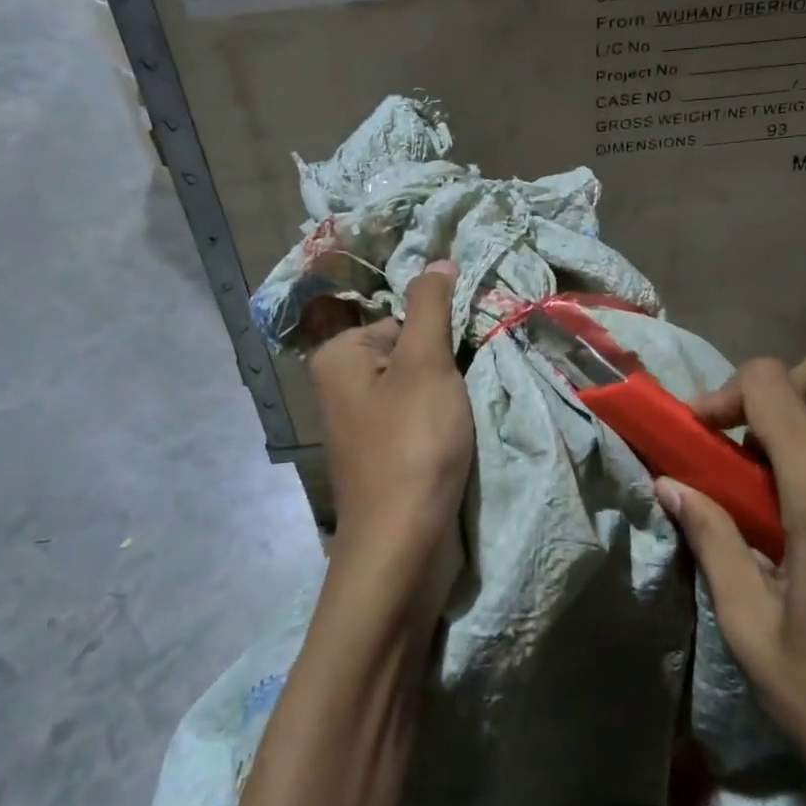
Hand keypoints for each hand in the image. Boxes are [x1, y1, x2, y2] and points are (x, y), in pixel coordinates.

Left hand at [308, 261, 473, 622]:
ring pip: (420, 387)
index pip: (403, 318)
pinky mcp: (385, 454)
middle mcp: (342, 384)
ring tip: (465, 417)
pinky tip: (459, 439)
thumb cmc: (412, 444)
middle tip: (466, 391)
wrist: (403, 546)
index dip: (440, 337)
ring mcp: (363, 423)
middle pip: (411, 351)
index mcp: (339, 355)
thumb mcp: (425, 363)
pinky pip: (419, 419)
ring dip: (451, 396)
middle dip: (447, 367)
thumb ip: (432, 305)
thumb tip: (439, 259)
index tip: (461, 364)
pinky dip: (443, 423)